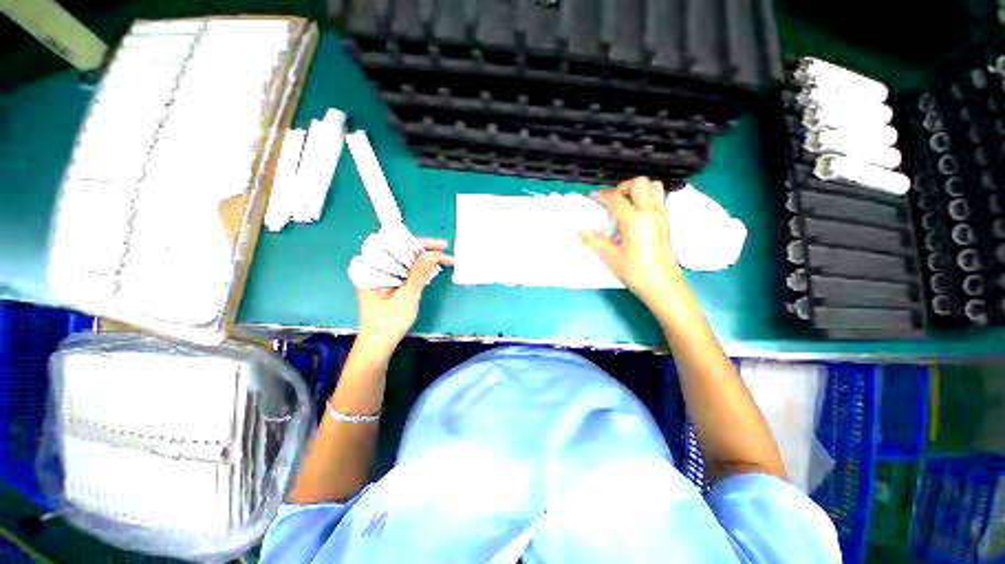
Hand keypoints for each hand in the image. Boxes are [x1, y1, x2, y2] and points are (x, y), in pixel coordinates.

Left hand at [356, 238, 451, 354]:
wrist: (378, 346)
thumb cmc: (389, 323)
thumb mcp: (407, 297)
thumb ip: (419, 274)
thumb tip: (434, 253)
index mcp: (371, 269)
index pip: (396, 246)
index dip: (421, 244)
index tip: (441, 245)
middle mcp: (373, 268)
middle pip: (400, 251)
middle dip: (424, 250)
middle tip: (445, 250)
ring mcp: (380, 276)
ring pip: (403, 260)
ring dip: (423, 259)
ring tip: (442, 258)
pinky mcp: (386, 283)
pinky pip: (403, 269)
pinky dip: (417, 268)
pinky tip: (430, 268)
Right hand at [579, 177, 686, 310]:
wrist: (662, 285)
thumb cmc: (634, 271)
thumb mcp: (609, 256)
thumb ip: (593, 240)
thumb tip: (580, 230)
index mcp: (634, 219)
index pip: (616, 198)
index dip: (602, 195)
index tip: (592, 196)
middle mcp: (650, 211)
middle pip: (639, 183)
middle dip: (623, 187)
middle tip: (612, 202)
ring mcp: (662, 216)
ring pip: (654, 187)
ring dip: (638, 190)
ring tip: (625, 205)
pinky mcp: (667, 222)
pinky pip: (659, 199)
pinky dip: (647, 199)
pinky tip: (636, 216)